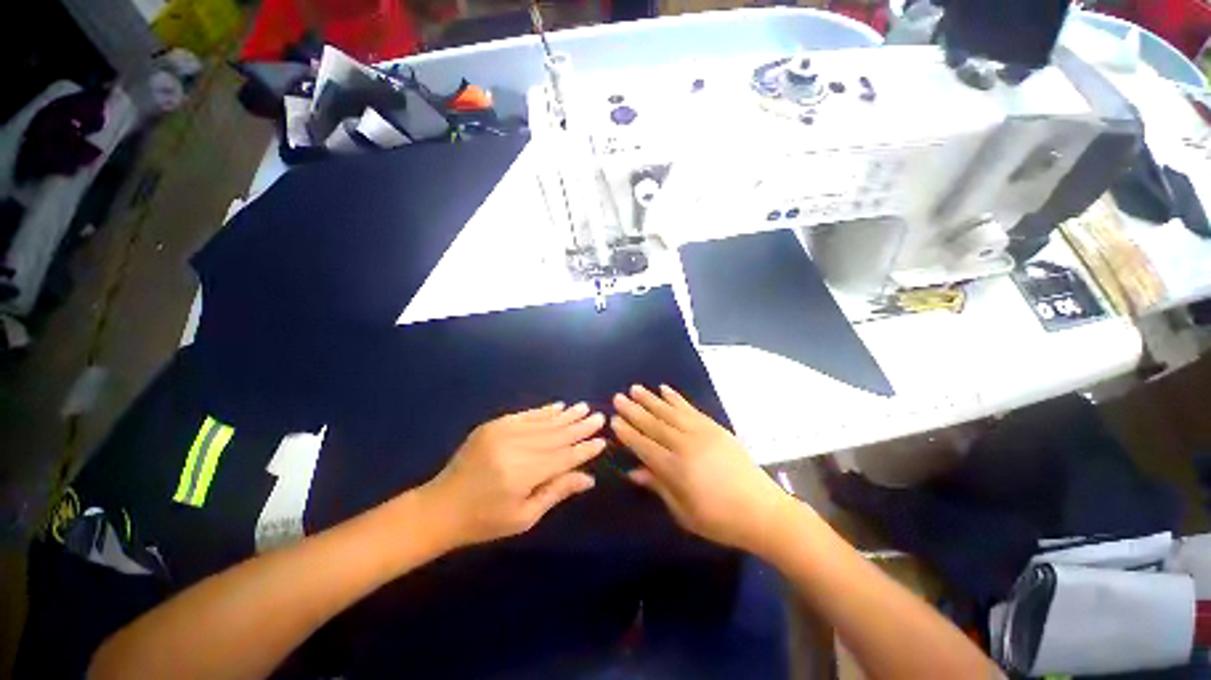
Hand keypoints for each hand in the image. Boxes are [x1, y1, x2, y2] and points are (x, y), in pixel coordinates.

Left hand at [421, 402, 606, 548]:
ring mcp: (502, 432)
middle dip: (580, 427)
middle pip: (556, 435)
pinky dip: (544, 411)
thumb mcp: (524, 517)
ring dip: (566, 415)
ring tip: (584, 408)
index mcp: (523, 474)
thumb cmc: (485, 521)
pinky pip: (525, 415)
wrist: (441, 507)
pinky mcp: (493, 425)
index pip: (563, 457)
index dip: (584, 449)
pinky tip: (558, 406)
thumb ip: (557, 491)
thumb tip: (589, 478)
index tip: (602, 440)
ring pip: (543, 422)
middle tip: (599, 417)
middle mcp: (515, 447)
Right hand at [611, 385, 791, 553]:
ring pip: (669, 412)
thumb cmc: (720, 519)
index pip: (644, 445)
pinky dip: (676, 398)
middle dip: (634, 410)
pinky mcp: (714, 427)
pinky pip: (690, 408)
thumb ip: (658, 486)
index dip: (627, 433)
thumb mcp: (684, 512)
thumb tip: (633, 471)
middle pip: (654, 424)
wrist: (762, 510)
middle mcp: (685, 445)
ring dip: (650, 399)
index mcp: (675, 469)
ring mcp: (701, 433)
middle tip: (618, 397)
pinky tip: (665, 389)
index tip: (614, 420)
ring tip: (635, 388)